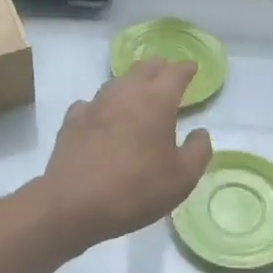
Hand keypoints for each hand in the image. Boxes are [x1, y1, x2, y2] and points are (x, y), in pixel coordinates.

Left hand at [33, 61, 212, 249]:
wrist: (74, 204)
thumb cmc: (136, 189)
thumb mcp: (182, 178)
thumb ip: (198, 151)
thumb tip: (200, 132)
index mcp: (156, 101)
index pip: (175, 72)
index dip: (186, 68)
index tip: (192, 68)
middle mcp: (125, 94)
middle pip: (144, 68)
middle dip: (159, 67)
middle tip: (167, 75)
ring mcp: (95, 104)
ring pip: (117, 82)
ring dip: (132, 83)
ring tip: (138, 93)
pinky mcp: (72, 120)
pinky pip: (92, 103)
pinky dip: (103, 105)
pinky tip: (103, 116)